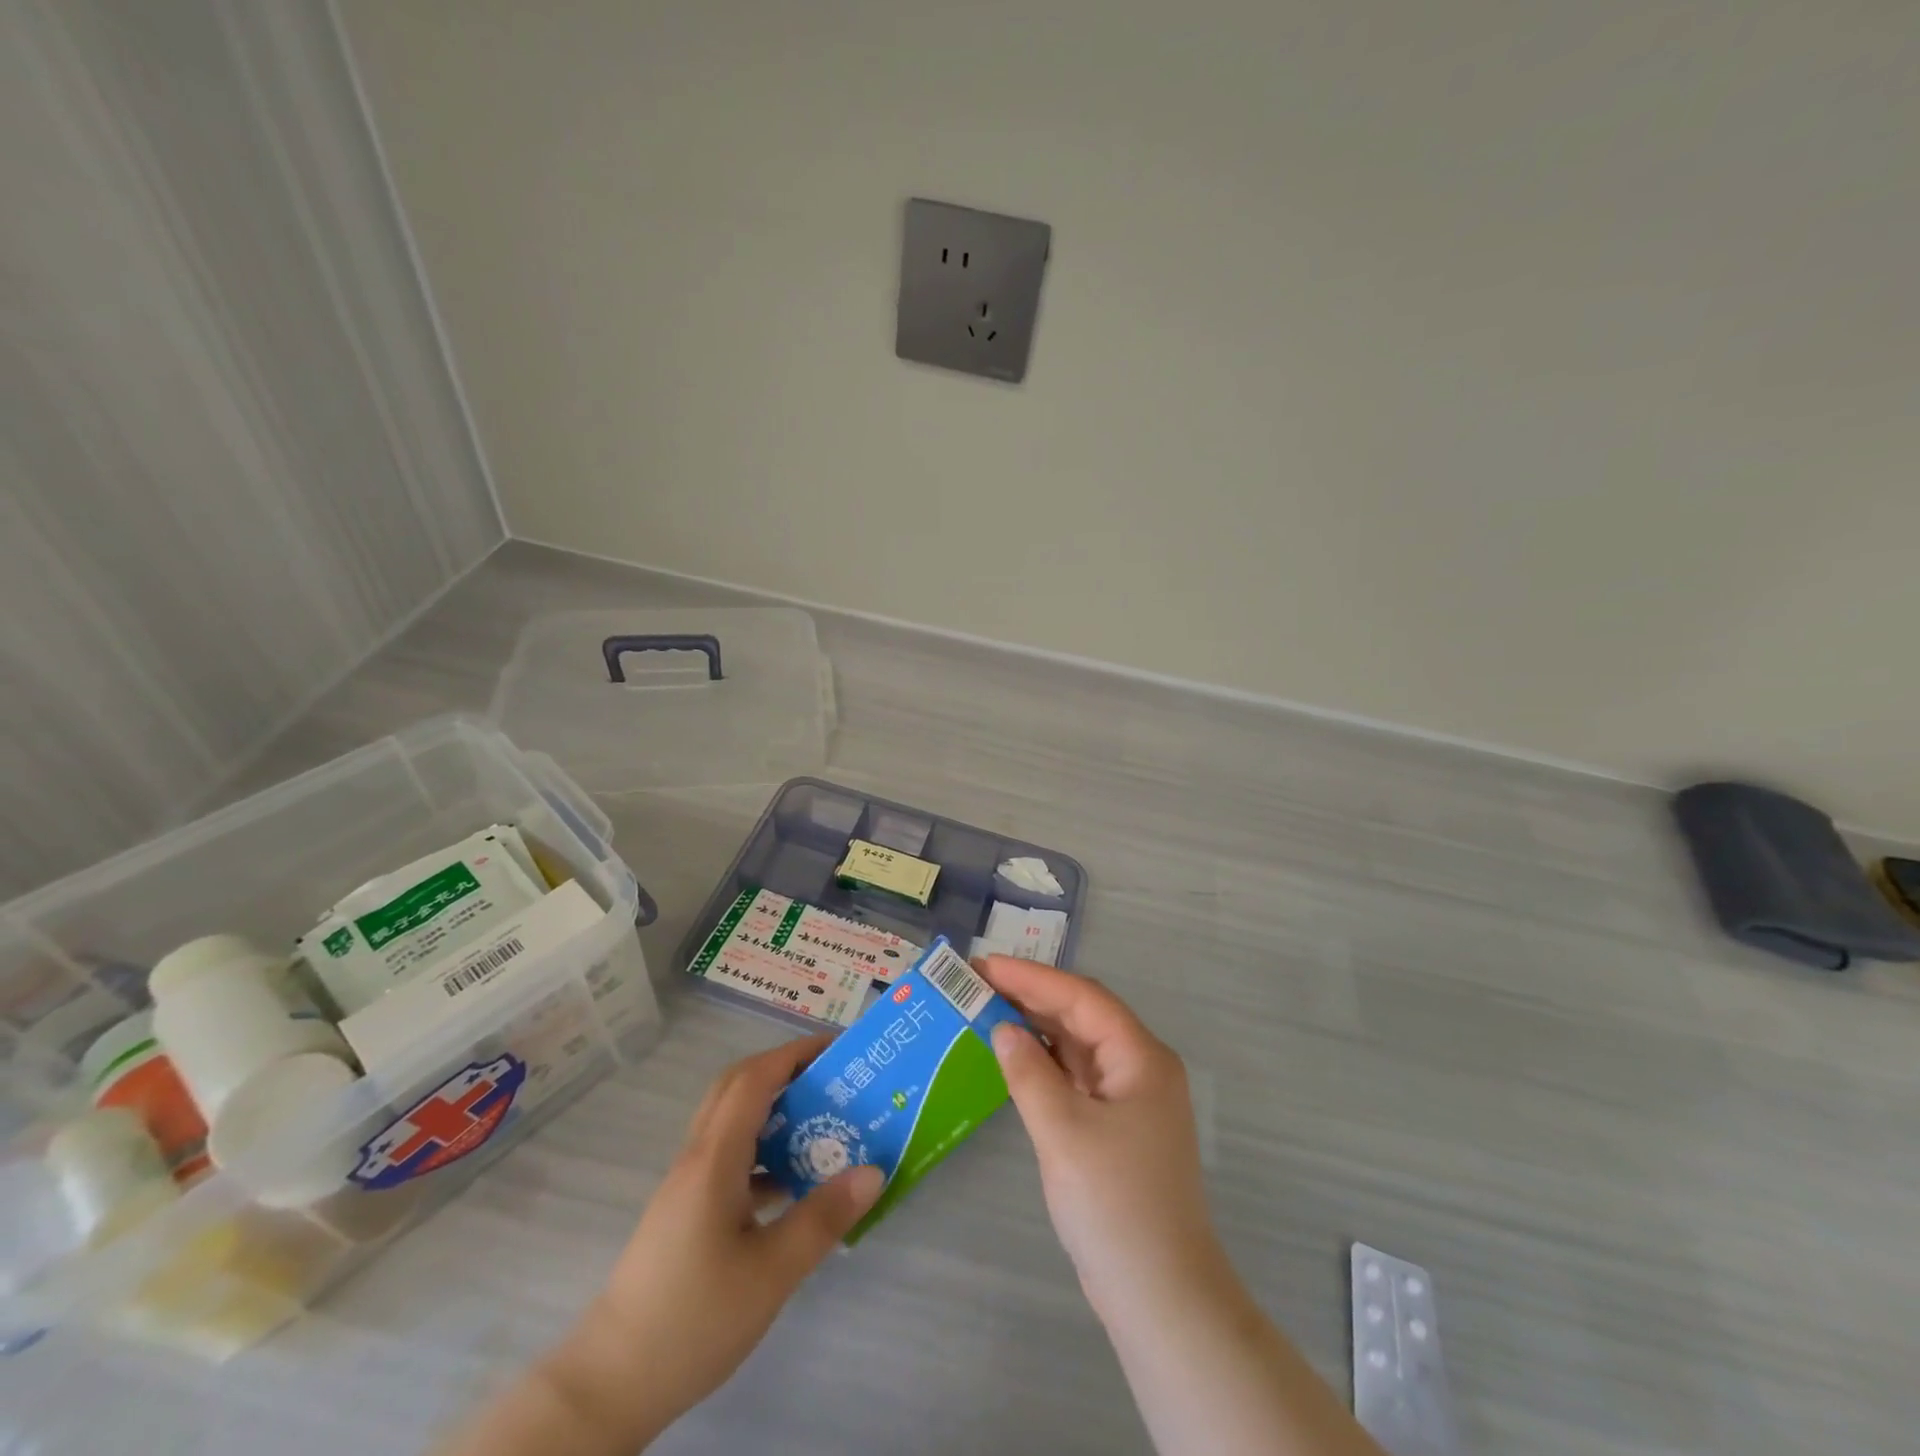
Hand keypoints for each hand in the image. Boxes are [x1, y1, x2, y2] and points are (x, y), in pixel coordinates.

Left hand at [548, 1036, 884, 1446]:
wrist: (611, 1384)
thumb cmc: (693, 1319)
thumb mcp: (771, 1273)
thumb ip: (822, 1218)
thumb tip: (873, 1171)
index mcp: (714, 1158)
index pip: (755, 1078)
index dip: (796, 1053)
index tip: (839, 1048)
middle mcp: (698, 1157)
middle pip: (738, 1087)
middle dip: (786, 1069)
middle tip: (832, 1077)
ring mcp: (688, 1184)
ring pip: (732, 1120)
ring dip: (774, 1108)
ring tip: (822, 1121)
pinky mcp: (687, 1210)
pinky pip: (729, 1155)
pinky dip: (763, 1149)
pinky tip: (791, 1183)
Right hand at [975, 956, 1221, 1317]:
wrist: (1161, 1298)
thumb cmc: (1114, 1205)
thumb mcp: (1063, 1131)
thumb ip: (1028, 1073)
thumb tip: (1003, 1029)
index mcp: (1141, 1057)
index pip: (1082, 998)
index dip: (1031, 977)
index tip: (984, 965)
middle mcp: (1141, 1067)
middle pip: (1082, 1015)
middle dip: (1031, 996)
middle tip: (978, 983)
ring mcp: (1131, 1099)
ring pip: (1079, 1046)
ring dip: (1037, 1028)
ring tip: (988, 1010)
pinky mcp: (1117, 1128)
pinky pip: (1077, 1077)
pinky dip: (1046, 1063)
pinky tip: (1015, 1058)